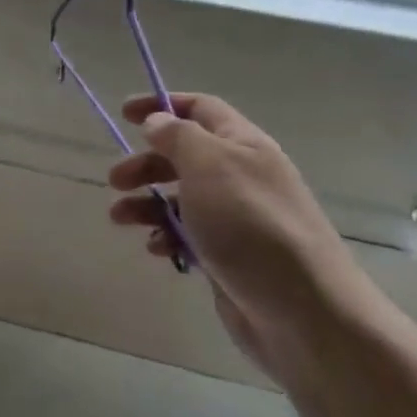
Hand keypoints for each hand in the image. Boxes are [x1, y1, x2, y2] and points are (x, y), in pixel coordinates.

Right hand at [107, 93, 374, 379]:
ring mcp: (236, 218)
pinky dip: (167, 237)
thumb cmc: (250, 225)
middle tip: (115, 181)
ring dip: (147, 204)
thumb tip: (157, 121)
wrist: (302, 310)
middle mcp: (241, 176)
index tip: (124, 113)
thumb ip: (178, 137)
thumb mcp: (209, 166)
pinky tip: (158, 250)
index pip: (201, 109)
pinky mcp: (230, 256)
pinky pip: (189, 236)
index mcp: (243, 145)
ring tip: (120, 219)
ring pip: (181, 198)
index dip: (162, 106)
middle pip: (184, 156)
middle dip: (147, 164)